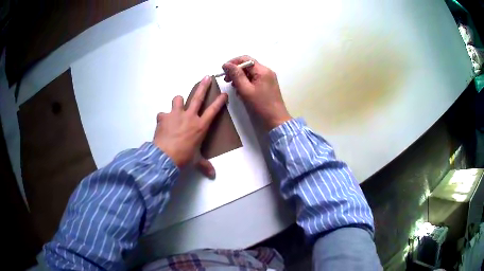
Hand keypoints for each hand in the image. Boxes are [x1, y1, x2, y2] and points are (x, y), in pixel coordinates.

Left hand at [153, 76, 227, 177]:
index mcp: (200, 126)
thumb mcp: (196, 160)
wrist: (165, 157)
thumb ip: (205, 165)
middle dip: (203, 86)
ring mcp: (175, 114)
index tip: (223, 93)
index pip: (213, 110)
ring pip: (178, 99)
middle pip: (198, 97)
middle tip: (206, 77)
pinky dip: (163, 118)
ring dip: (178, 102)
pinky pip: (163, 113)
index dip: (219, 101)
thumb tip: (212, 175)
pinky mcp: (163, 116)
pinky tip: (163, 124)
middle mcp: (189, 116)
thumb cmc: (184, 157)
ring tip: (177, 108)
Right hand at [222, 55, 291, 129]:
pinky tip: (241, 91)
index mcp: (262, 70)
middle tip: (226, 80)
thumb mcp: (246, 90)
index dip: (233, 63)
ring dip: (240, 77)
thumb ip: (236, 75)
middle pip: (248, 65)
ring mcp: (268, 78)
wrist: (276, 119)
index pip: (245, 59)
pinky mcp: (268, 85)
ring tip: (234, 87)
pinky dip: (246, 82)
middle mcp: (266, 71)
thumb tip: (227, 64)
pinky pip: (254, 79)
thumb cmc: (261, 105)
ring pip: (250, 72)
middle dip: (236, 71)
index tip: (223, 71)